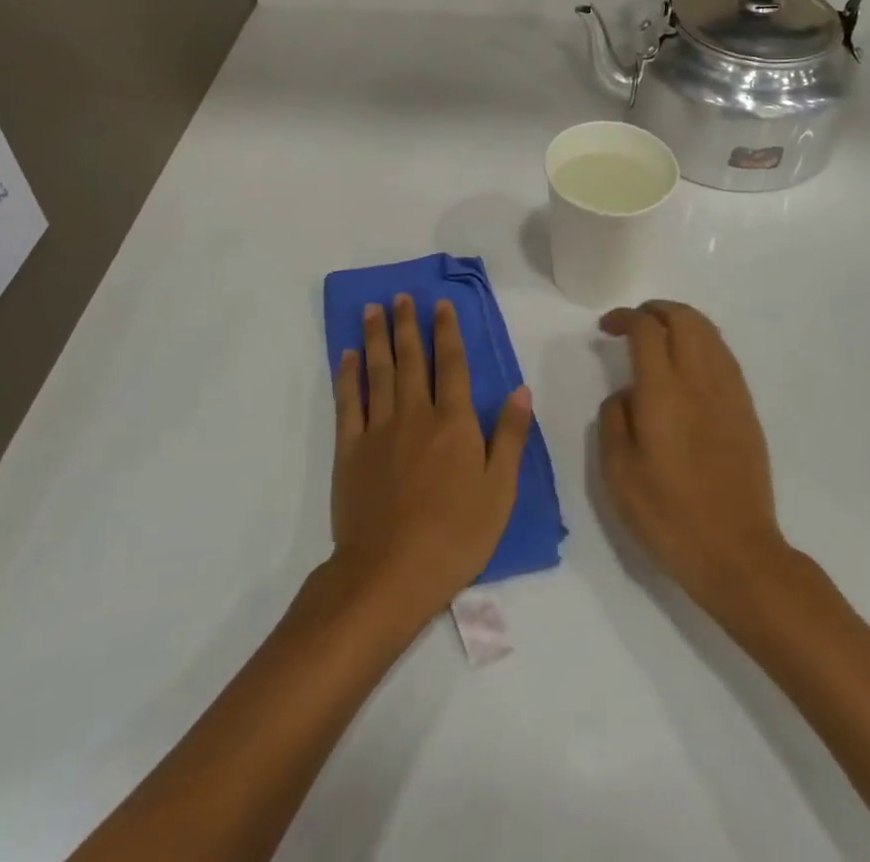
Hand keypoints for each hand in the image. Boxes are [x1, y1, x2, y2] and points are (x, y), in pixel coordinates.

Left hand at [331, 295, 533, 625]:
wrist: (390, 572)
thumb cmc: (456, 535)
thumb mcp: (500, 490)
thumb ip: (510, 436)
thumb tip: (521, 389)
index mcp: (454, 422)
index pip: (452, 365)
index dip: (446, 332)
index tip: (440, 305)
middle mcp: (415, 414)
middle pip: (411, 359)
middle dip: (408, 325)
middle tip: (402, 296)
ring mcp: (378, 430)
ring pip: (378, 372)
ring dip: (376, 338)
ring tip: (374, 309)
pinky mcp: (350, 450)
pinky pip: (348, 403)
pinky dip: (347, 376)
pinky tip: (347, 356)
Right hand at [597, 301, 788, 607]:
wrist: (736, 552)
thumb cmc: (668, 514)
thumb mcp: (618, 471)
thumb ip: (614, 419)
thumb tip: (626, 393)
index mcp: (663, 391)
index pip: (646, 329)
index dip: (624, 317)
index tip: (607, 327)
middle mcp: (700, 380)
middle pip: (684, 318)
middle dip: (656, 309)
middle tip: (634, 323)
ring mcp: (729, 393)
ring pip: (709, 332)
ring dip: (682, 321)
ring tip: (661, 336)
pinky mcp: (746, 409)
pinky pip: (724, 356)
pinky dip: (703, 343)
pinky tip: (689, 365)